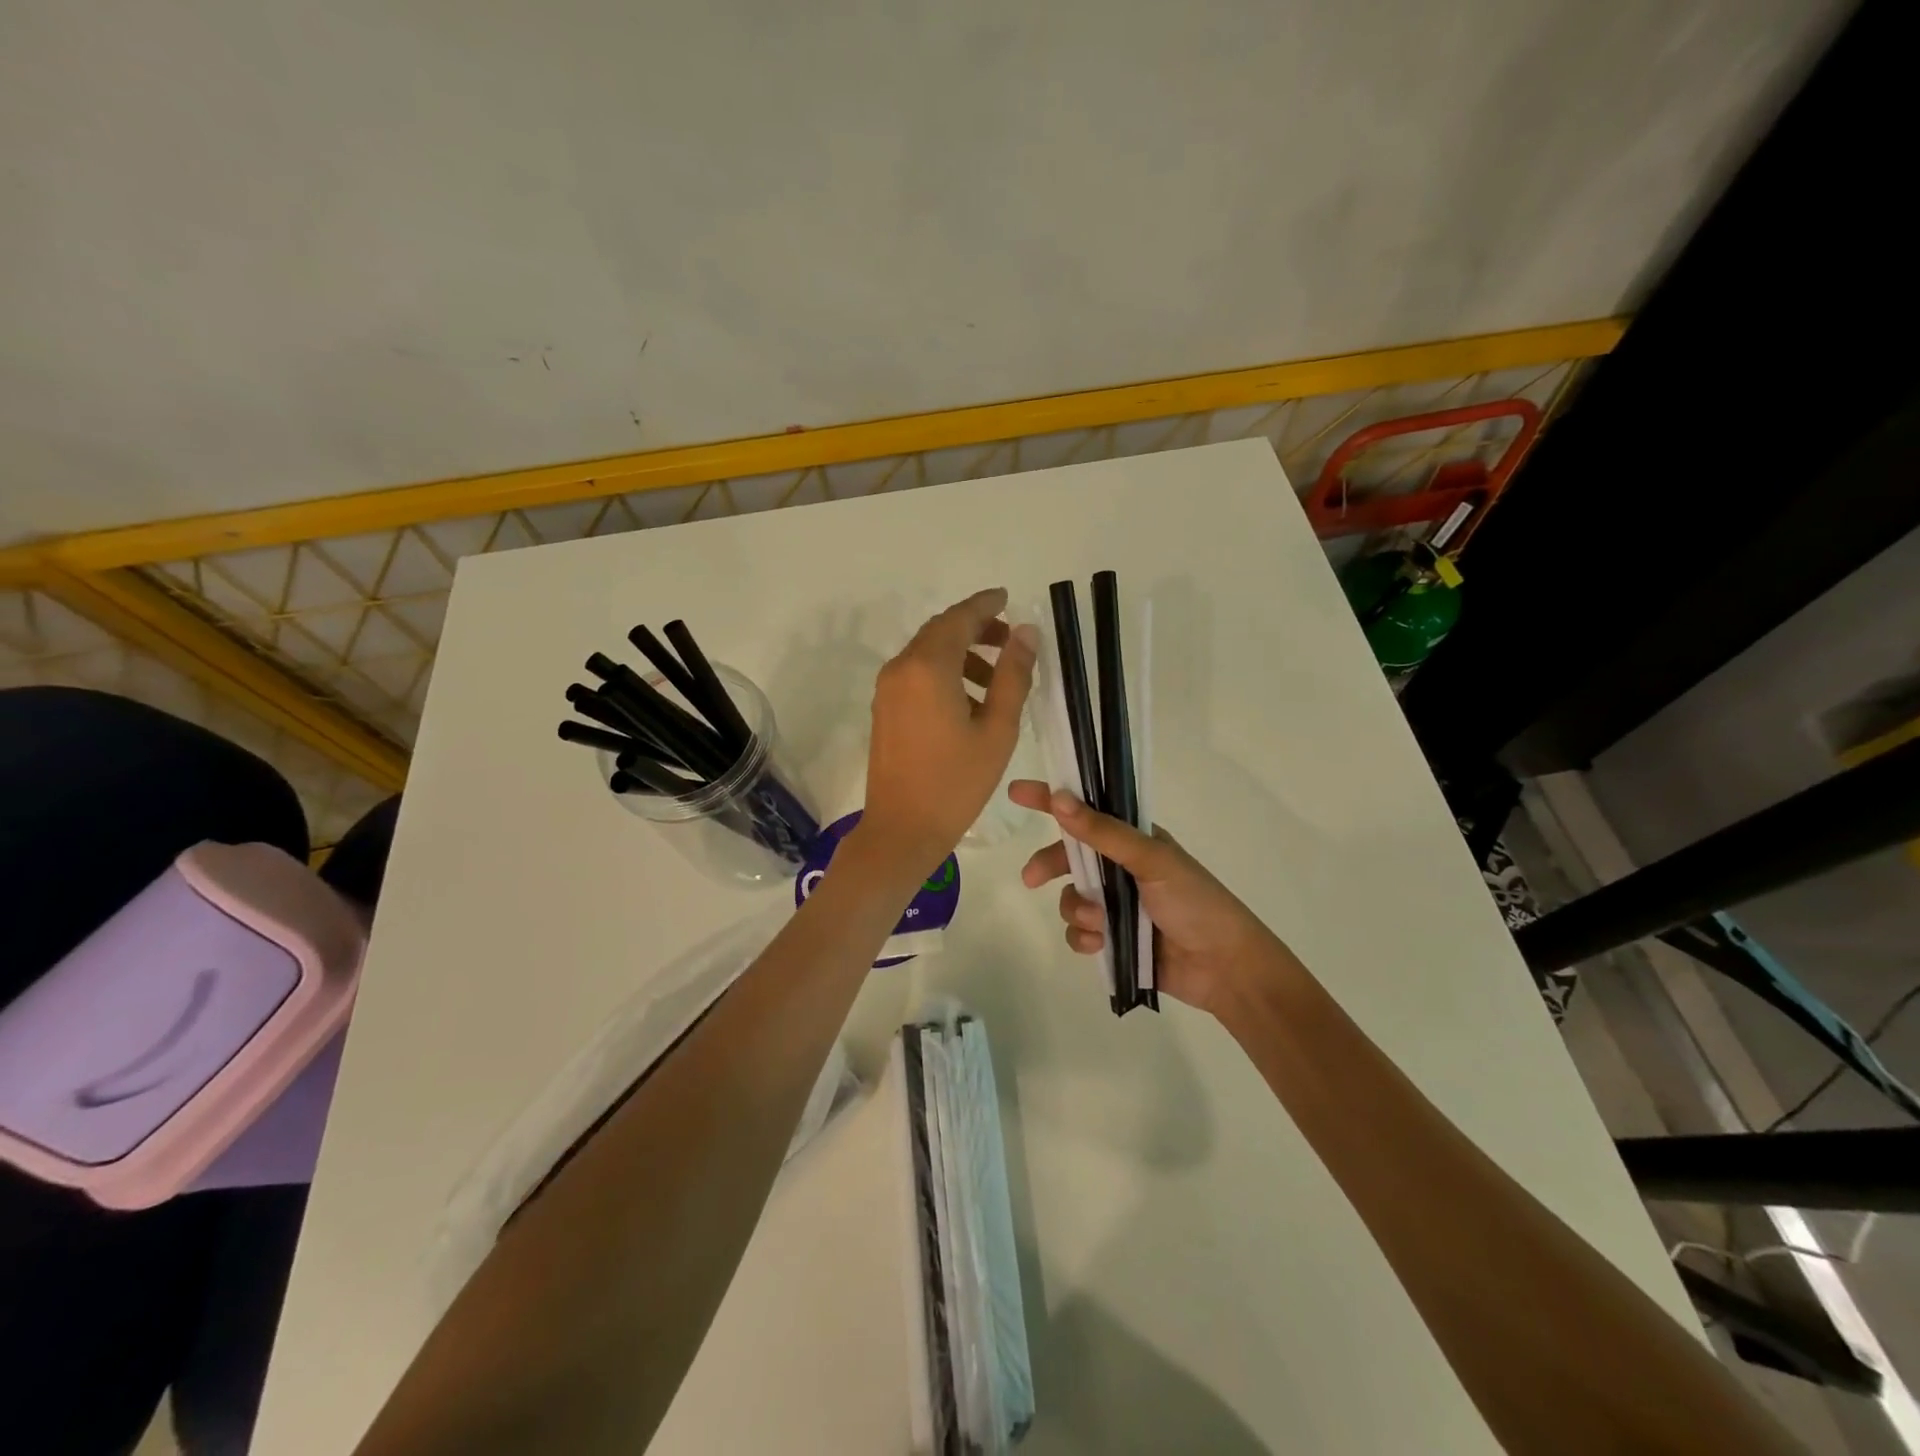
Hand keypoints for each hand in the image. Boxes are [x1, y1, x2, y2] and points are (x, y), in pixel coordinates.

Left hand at [856, 589, 1037, 876]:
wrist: (902, 829)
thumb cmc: (956, 782)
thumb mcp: (997, 729)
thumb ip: (1013, 676)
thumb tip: (1026, 633)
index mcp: (928, 668)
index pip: (959, 618)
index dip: (986, 604)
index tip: (1008, 598)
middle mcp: (901, 669)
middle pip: (940, 631)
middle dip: (975, 629)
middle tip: (1010, 641)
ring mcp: (887, 689)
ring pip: (927, 653)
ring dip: (961, 653)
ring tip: (996, 679)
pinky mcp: (884, 709)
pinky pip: (916, 675)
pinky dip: (944, 673)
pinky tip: (969, 701)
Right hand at [1008, 782, 1298, 1018]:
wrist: (1224, 966)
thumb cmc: (1194, 902)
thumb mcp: (1151, 860)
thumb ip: (1104, 832)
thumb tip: (1059, 798)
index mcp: (1134, 840)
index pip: (1087, 810)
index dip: (1051, 800)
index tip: (1016, 793)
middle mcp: (1121, 867)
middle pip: (1069, 856)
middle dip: (1049, 865)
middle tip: (1031, 879)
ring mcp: (1116, 904)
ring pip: (1071, 898)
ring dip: (1078, 910)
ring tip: (1101, 924)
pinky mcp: (1114, 938)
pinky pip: (1079, 932)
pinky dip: (1084, 938)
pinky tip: (1101, 945)